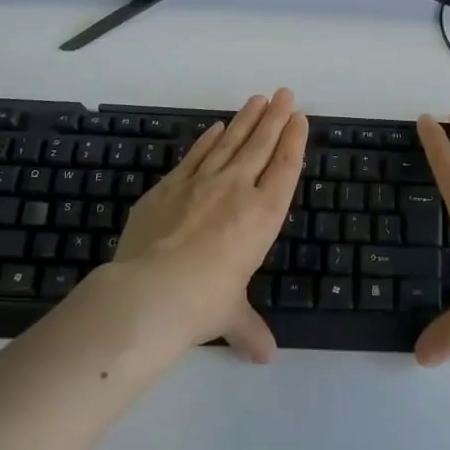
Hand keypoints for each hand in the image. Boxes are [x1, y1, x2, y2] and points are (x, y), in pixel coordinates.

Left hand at [108, 89, 308, 359]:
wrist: (149, 293)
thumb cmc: (203, 303)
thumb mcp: (231, 316)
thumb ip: (250, 328)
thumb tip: (265, 356)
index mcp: (262, 216)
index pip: (285, 168)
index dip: (294, 140)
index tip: (299, 117)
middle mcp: (237, 190)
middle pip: (261, 145)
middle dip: (275, 117)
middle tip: (285, 93)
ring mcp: (201, 183)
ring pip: (230, 142)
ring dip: (246, 119)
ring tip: (257, 99)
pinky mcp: (168, 186)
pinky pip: (195, 155)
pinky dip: (208, 139)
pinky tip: (216, 127)